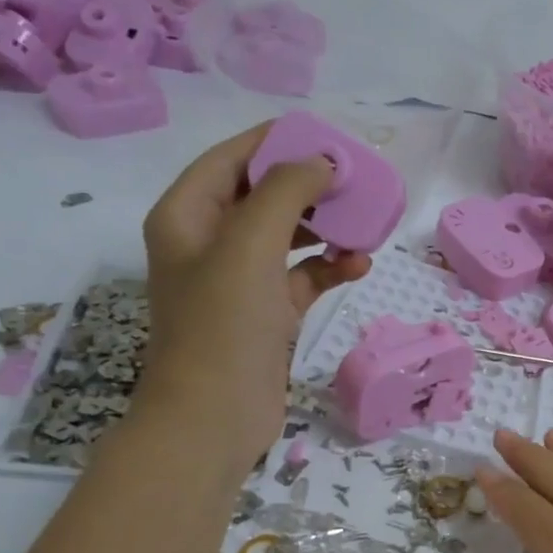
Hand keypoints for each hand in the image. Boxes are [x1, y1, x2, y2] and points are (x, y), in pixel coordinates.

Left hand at [138, 122, 369, 456]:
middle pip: (263, 195)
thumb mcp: (250, 244)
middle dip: (308, 186)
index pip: (231, 158)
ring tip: (365, 224)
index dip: (276, 142)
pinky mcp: (265, 313)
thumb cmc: (223, 324)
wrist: (215, 416)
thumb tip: (323, 162)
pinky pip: (301, 276)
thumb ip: (286, 191)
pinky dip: (328, 268)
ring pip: (287, 237)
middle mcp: (208, 242)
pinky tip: (359, 267)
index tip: (326, 136)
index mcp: (187, 215)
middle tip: (355, 181)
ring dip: (325, 229)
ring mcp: (238, 280)